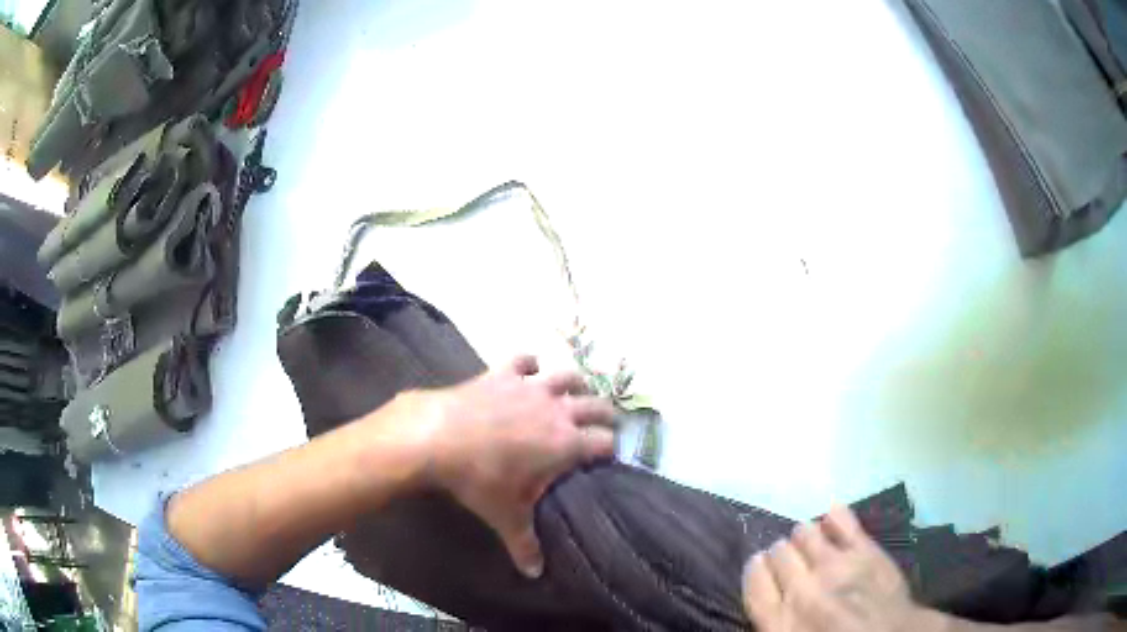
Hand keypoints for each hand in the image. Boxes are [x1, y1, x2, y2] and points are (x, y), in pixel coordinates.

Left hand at [417, 355, 616, 578]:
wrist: (438, 437)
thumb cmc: (480, 479)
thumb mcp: (505, 516)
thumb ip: (525, 545)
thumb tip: (534, 574)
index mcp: (566, 443)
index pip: (605, 441)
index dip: (610, 448)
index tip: (607, 456)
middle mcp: (557, 410)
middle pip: (597, 405)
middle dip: (605, 414)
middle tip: (604, 423)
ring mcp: (530, 387)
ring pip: (568, 375)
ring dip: (576, 383)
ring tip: (576, 392)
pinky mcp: (503, 373)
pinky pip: (523, 360)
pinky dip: (529, 363)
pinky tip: (528, 369)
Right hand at [743, 506, 928, 631]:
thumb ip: (775, 622)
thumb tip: (770, 599)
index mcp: (780, 623)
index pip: (755, 580)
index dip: (757, 569)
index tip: (761, 564)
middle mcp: (802, 590)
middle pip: (778, 554)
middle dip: (781, 554)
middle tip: (791, 561)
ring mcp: (836, 567)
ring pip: (804, 533)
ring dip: (804, 536)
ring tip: (811, 543)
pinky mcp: (865, 550)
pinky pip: (842, 521)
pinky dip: (834, 516)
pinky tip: (831, 516)